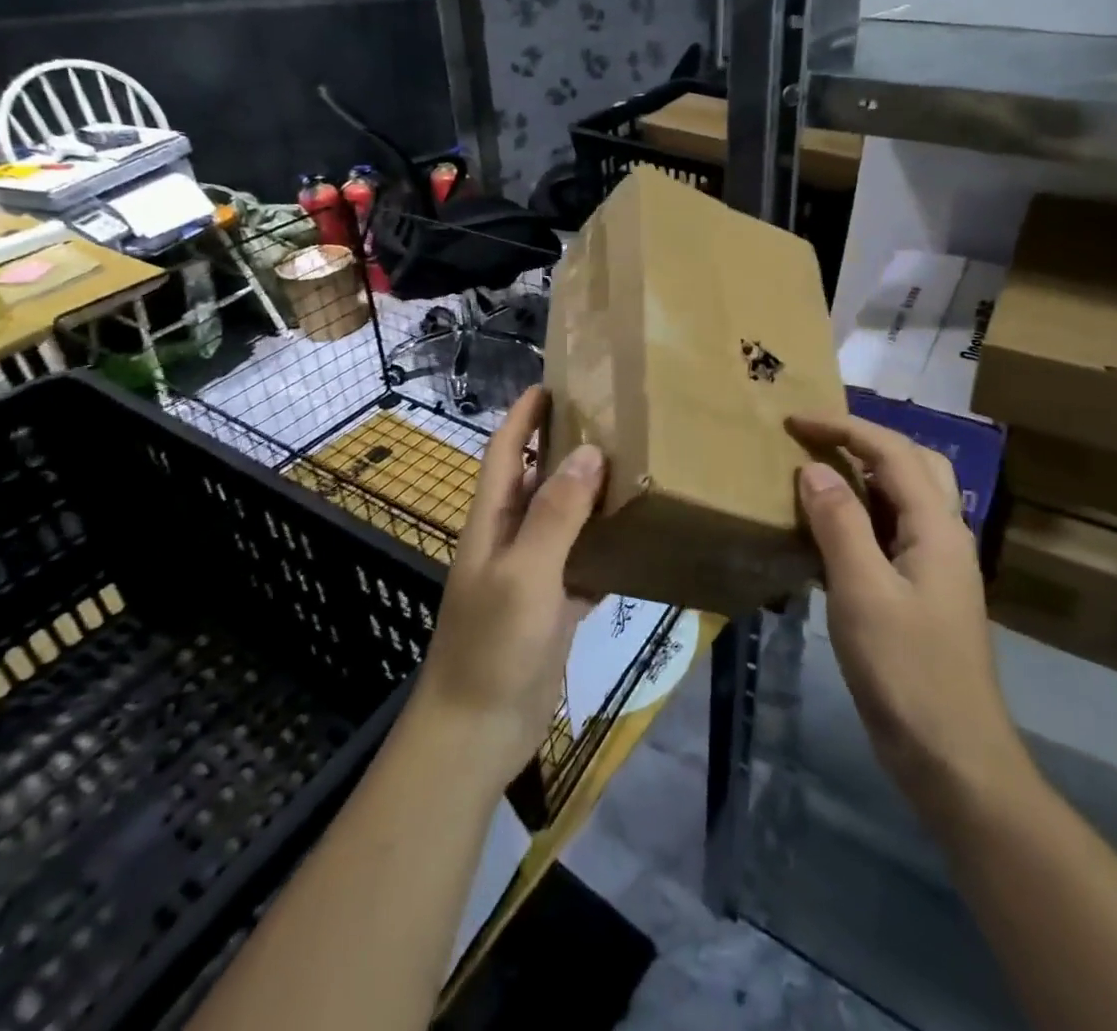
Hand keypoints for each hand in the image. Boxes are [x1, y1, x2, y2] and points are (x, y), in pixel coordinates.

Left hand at [410, 386, 604, 787]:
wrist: (477, 731)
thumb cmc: (492, 644)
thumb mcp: (525, 573)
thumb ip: (556, 514)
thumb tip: (590, 452)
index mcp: (491, 521)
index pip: (504, 451)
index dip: (523, 416)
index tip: (552, 384)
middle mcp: (510, 539)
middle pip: (537, 480)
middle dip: (565, 448)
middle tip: (613, 422)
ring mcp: (532, 574)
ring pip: (564, 521)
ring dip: (591, 496)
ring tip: (635, 468)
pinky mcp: (554, 606)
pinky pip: (583, 564)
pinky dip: (605, 548)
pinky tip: (638, 537)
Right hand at [788, 415, 1033, 813]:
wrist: (953, 758)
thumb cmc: (907, 672)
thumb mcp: (863, 592)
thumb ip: (840, 524)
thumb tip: (814, 469)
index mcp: (937, 527)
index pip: (891, 451)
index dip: (843, 427)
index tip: (793, 420)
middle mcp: (944, 535)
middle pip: (913, 462)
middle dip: (864, 439)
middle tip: (815, 438)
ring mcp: (937, 566)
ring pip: (907, 496)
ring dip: (866, 472)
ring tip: (820, 471)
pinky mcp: (923, 593)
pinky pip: (894, 531)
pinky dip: (864, 512)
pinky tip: (833, 530)